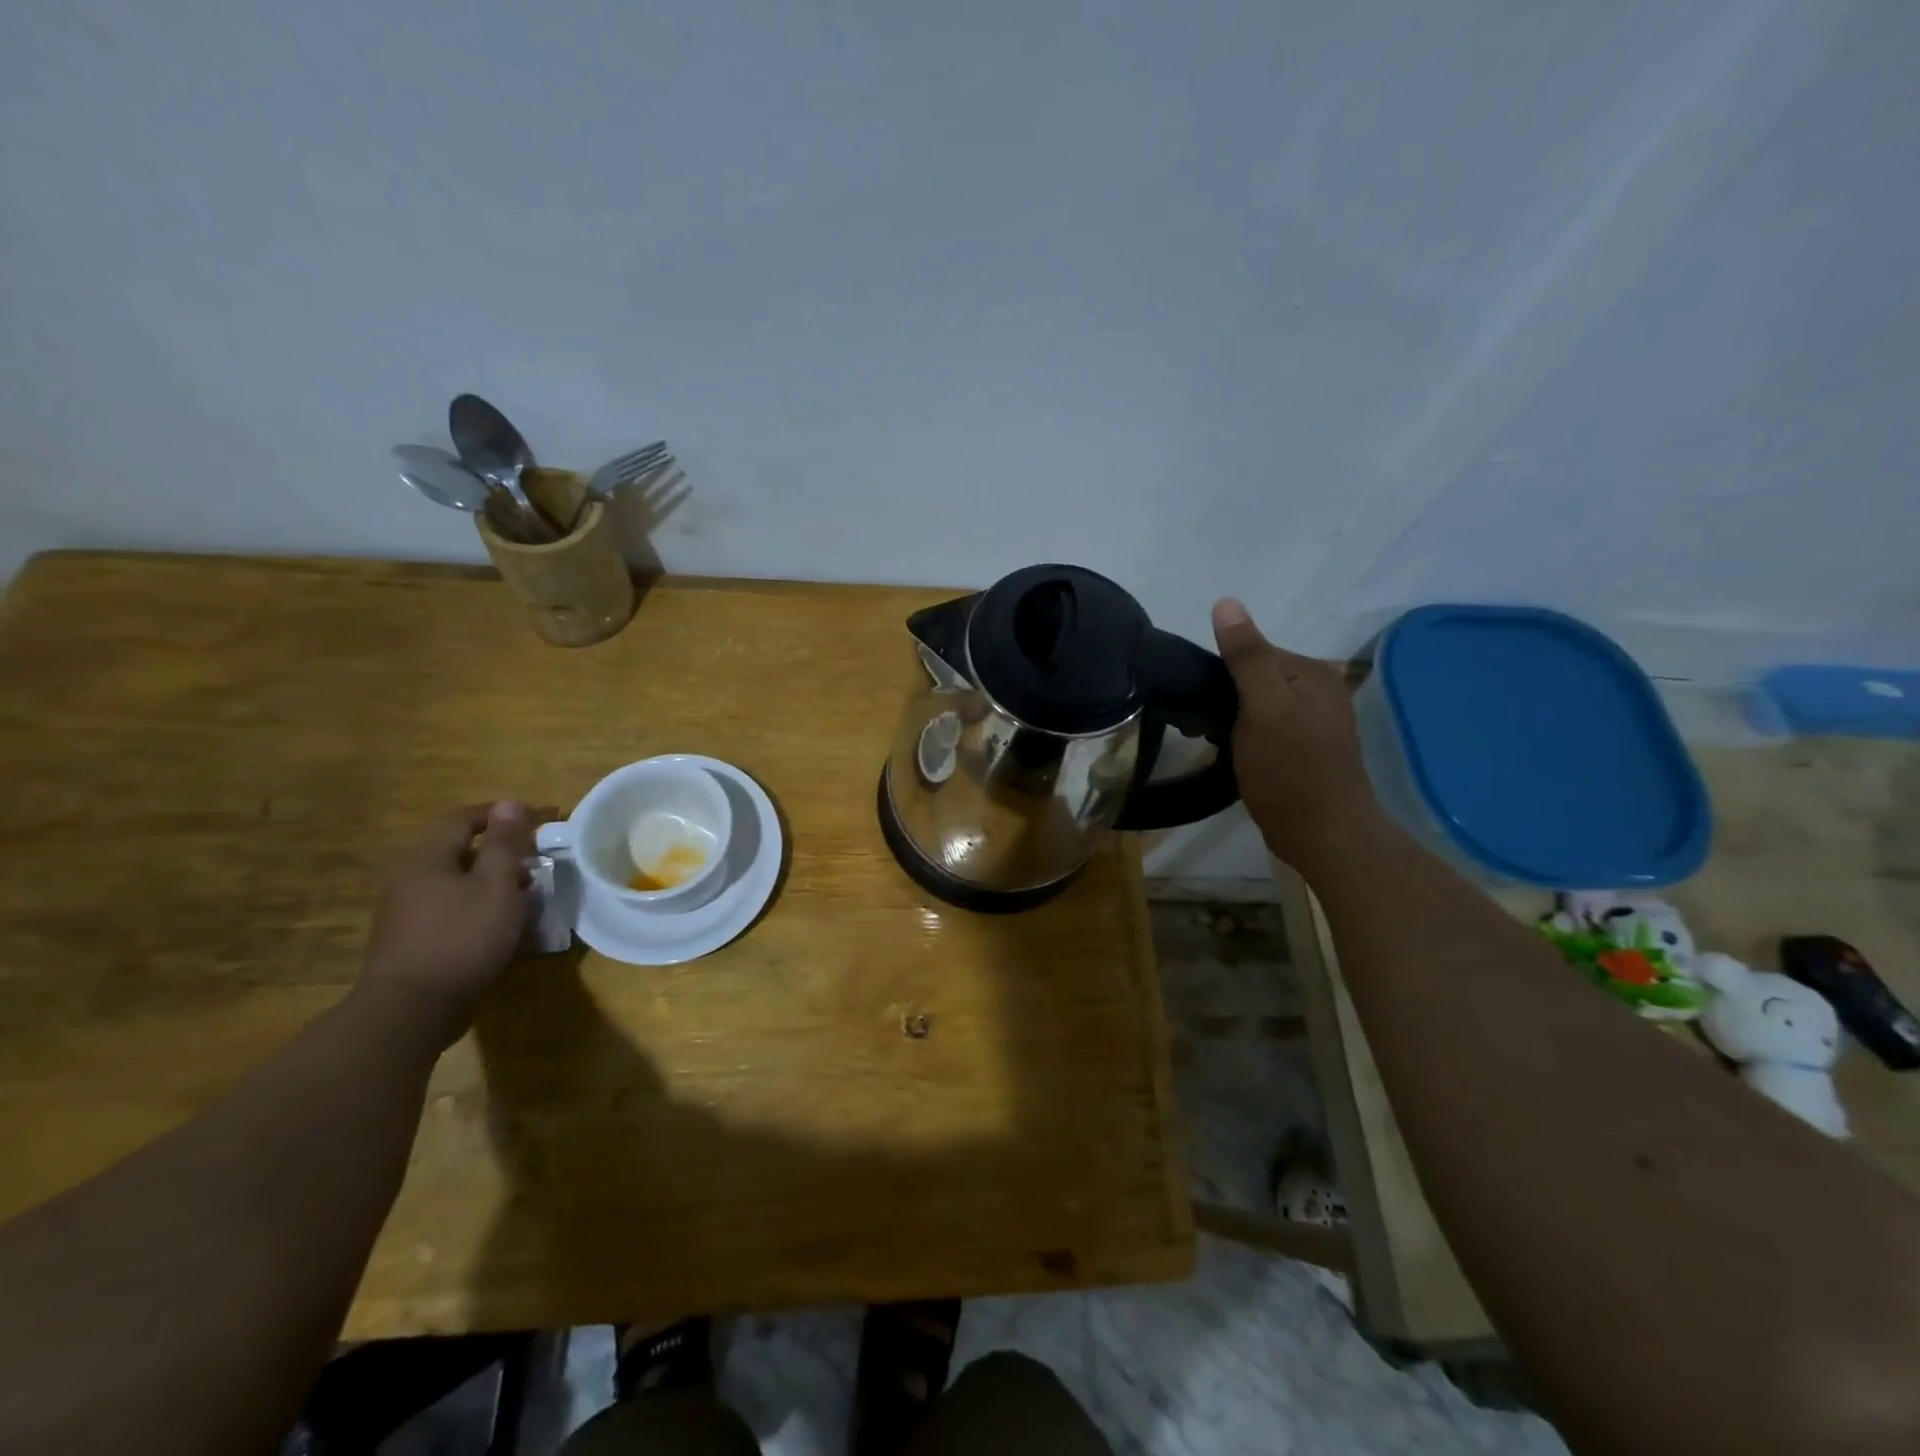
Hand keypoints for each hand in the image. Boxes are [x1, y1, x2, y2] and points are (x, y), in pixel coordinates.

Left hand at [361, 802, 542, 1047]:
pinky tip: (502, 926)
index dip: (502, 815)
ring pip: (457, 882)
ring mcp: (406, 910)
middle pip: (460, 850)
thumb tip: (509, 804)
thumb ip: (505, 843)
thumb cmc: (462, 937)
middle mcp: (409, 877)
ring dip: (493, 882)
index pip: (463, 818)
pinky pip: (451, 908)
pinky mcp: (411, 939)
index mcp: (427, 857)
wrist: (412, 1009)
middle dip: (501, 852)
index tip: (539, 820)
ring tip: (527, 897)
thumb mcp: (496, 885)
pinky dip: (479, 907)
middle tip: (537, 862)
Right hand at [1212, 599, 1380, 872]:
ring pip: (1256, 705)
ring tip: (1210, 741)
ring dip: (1230, 719)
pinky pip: (1265, 728)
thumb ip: (1247, 656)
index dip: (1220, 673)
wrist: (1323, 835)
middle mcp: (1319, 691)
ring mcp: (1313, 723)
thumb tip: (1226, 602)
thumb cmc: (1291, 770)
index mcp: (1313, 673)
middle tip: (1199, 728)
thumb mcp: (1264, 708)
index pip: (1254, 652)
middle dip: (1223, 697)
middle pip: (1255, 678)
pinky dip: (1244, 736)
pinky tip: (1233, 754)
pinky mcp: (1304, 750)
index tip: (1196, 703)